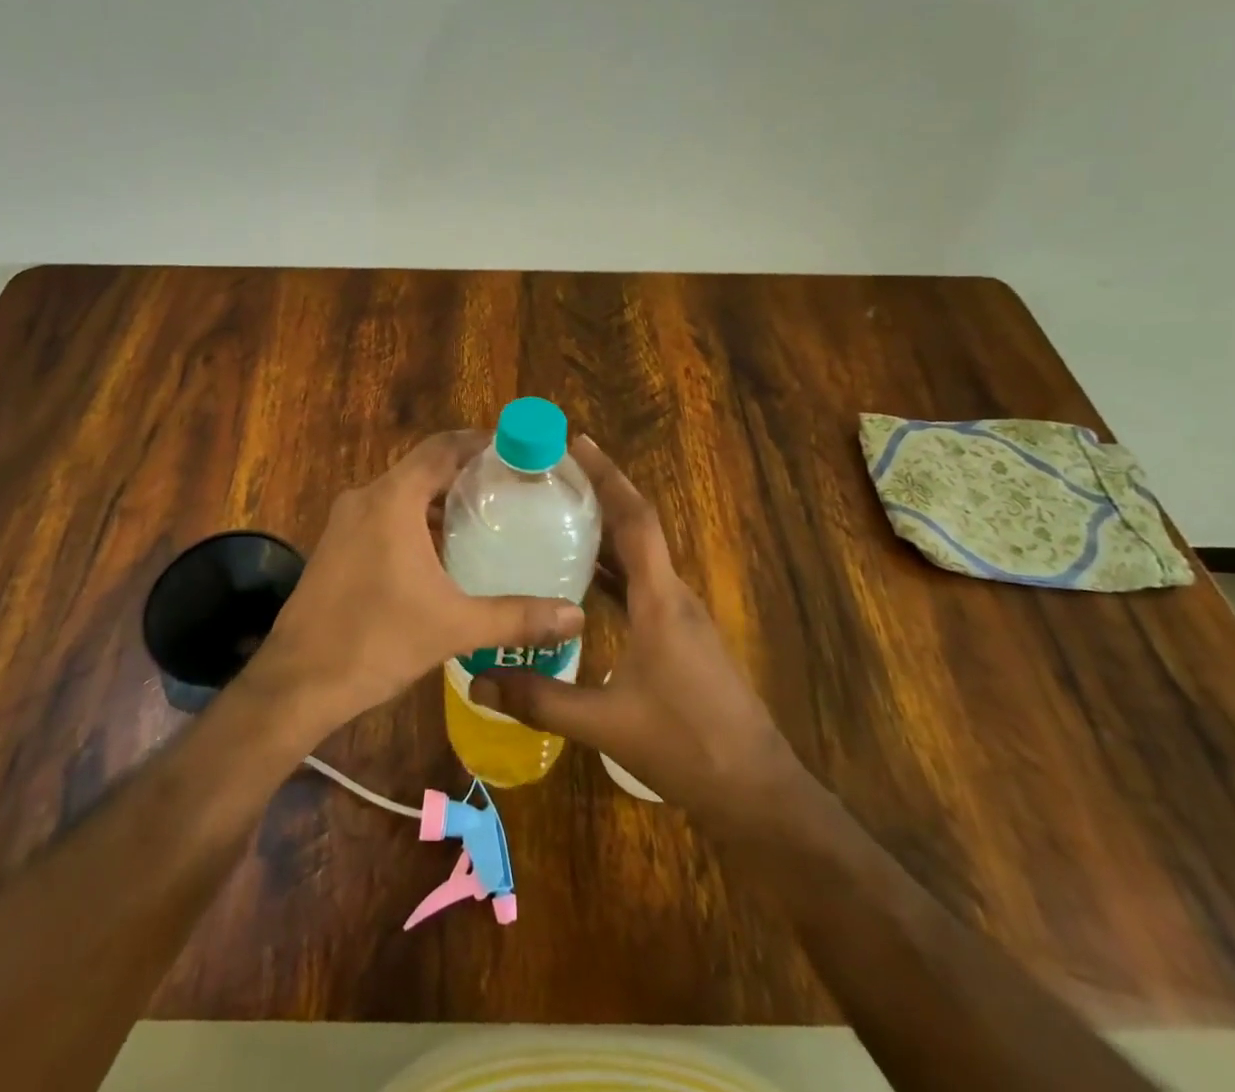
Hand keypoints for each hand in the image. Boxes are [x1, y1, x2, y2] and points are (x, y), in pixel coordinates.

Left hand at [242, 430, 583, 737]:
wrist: (296, 683)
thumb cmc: (376, 641)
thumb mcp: (454, 627)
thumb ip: (517, 617)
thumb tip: (576, 615)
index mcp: (392, 499)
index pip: (442, 448)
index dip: (480, 443)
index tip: (517, 450)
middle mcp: (366, 498)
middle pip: (423, 469)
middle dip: (466, 474)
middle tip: (512, 489)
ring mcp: (345, 523)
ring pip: (401, 495)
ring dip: (439, 501)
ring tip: (485, 520)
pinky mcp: (335, 547)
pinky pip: (384, 517)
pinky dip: (415, 522)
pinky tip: (441, 556)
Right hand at [470, 436, 803, 826]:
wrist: (756, 790)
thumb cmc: (686, 745)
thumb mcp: (605, 723)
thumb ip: (540, 699)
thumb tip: (478, 679)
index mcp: (661, 600)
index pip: (635, 520)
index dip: (607, 477)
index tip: (577, 444)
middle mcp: (674, 596)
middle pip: (637, 529)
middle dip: (600, 495)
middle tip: (552, 476)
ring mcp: (682, 617)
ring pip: (641, 558)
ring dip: (605, 532)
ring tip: (559, 516)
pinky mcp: (682, 637)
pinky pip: (643, 585)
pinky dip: (612, 570)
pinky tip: (581, 583)